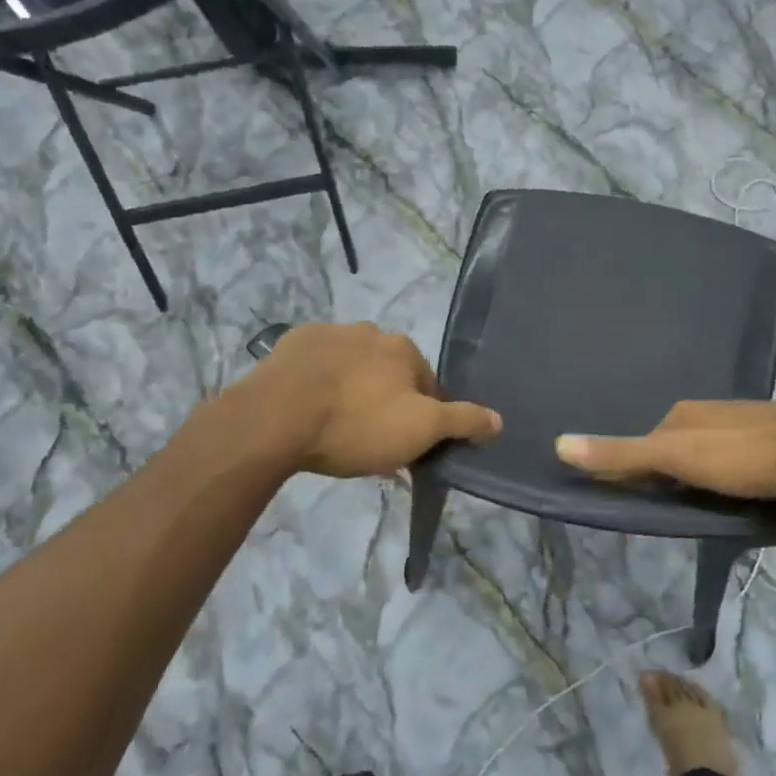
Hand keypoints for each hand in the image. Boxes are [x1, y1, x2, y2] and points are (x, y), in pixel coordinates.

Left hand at [243, 322, 501, 477]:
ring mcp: (328, 333)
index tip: (404, 445)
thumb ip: (462, 421)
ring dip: (351, 388)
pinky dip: (317, 381)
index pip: (427, 385)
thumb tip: (500, 420)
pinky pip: (315, 364)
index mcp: (404, 348)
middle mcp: (370, 331)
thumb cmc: (356, 424)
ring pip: (352, 366)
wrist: (275, 418)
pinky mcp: (290, 344)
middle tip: (368, 439)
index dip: (421, 417)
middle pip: (388, 372)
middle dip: (384, 400)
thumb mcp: (420, 431)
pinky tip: (306, 408)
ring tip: (334, 427)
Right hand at [555, 400, 775, 507]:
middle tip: (679, 508)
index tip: (642, 502)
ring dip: (707, 475)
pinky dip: (737, 475)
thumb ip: (622, 455)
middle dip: (674, 472)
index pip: (648, 442)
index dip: (640, 470)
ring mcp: (750, 426)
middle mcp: (714, 413)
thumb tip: (558, 444)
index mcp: (686, 412)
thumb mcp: (676, 457)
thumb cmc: (744, 455)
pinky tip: (749, 493)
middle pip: (679, 446)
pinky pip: (745, 459)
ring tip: (714, 506)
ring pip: (713, 453)